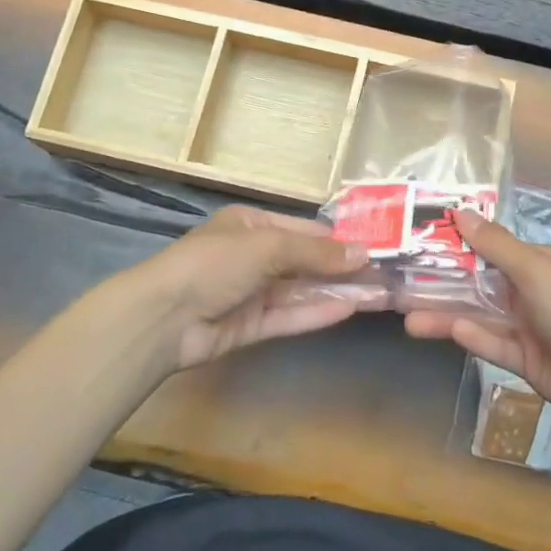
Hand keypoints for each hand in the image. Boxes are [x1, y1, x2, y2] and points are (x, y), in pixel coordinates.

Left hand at [129, 206, 370, 371]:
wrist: (164, 317)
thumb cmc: (215, 264)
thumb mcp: (267, 246)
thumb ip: (315, 253)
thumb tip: (362, 254)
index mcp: (251, 225)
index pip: (303, 229)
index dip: (338, 239)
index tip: (375, 246)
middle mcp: (254, 256)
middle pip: (306, 261)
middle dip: (343, 267)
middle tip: (386, 274)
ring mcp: (253, 292)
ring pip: (302, 290)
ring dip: (338, 291)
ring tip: (379, 294)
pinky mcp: (251, 325)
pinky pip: (290, 316)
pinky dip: (318, 313)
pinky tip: (350, 310)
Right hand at [403, 209, 550, 438]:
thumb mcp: (535, 271)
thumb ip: (495, 245)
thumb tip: (460, 211)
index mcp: (539, 262)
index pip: (490, 246)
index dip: (457, 243)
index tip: (419, 240)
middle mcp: (531, 290)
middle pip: (479, 282)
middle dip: (443, 283)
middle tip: (401, 284)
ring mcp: (528, 327)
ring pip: (480, 315)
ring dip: (447, 315)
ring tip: (407, 319)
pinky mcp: (526, 361)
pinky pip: (493, 344)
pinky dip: (473, 337)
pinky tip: (448, 332)